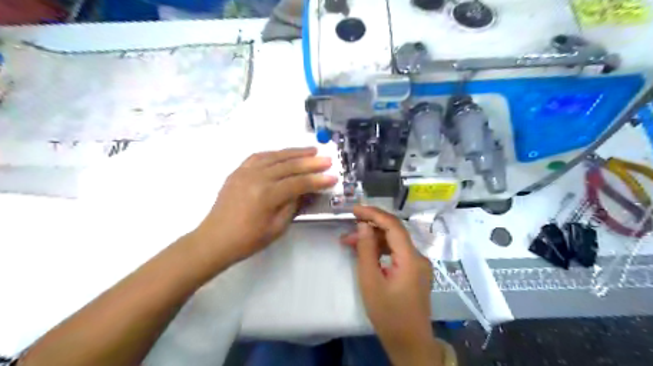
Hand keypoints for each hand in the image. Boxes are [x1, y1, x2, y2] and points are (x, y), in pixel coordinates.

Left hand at [194, 147, 336, 263]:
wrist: (215, 239)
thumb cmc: (248, 239)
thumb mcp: (277, 227)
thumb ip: (293, 205)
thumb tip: (307, 191)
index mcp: (267, 195)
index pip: (298, 183)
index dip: (317, 180)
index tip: (333, 177)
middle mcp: (257, 178)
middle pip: (289, 166)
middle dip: (311, 162)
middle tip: (327, 159)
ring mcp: (245, 171)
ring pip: (275, 156)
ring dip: (295, 152)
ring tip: (311, 150)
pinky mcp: (238, 171)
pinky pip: (258, 156)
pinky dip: (274, 153)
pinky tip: (283, 153)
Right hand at [343, 205, 437, 365]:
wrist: (410, 343)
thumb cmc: (388, 314)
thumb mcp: (371, 282)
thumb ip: (366, 251)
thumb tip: (364, 225)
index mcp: (410, 258)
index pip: (393, 225)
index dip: (373, 213)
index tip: (354, 209)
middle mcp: (418, 256)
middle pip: (394, 232)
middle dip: (370, 228)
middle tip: (347, 231)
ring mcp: (418, 264)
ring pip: (394, 243)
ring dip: (373, 240)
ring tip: (350, 243)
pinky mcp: (415, 271)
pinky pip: (396, 253)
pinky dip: (380, 250)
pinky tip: (365, 254)